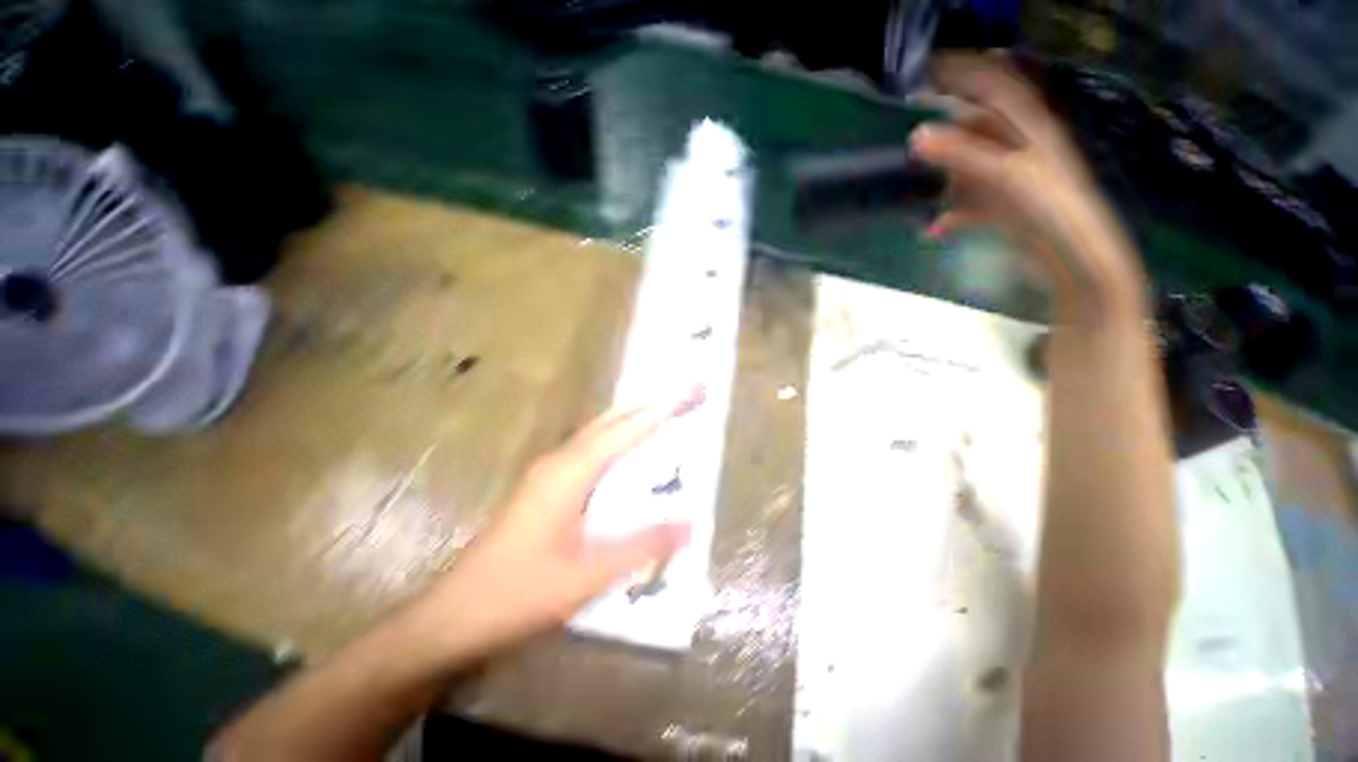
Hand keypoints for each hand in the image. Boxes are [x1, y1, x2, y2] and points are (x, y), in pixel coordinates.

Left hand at [412, 393, 698, 660]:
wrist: (452, 617)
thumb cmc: (517, 594)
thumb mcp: (586, 576)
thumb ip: (640, 547)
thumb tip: (691, 524)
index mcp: (570, 473)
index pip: (626, 430)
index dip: (662, 409)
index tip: (692, 390)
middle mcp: (560, 461)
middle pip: (613, 421)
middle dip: (652, 406)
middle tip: (687, 397)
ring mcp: (549, 472)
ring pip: (600, 432)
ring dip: (634, 419)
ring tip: (667, 413)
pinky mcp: (546, 486)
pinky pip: (591, 449)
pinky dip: (618, 439)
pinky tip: (629, 451)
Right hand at [910, 54, 1146, 312]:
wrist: (1075, 261)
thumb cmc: (1052, 211)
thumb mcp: (1007, 176)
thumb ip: (962, 155)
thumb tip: (915, 136)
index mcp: (1030, 126)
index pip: (993, 86)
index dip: (962, 74)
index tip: (924, 75)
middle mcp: (1021, 147)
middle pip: (975, 131)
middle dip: (944, 136)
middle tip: (912, 146)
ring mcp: (1012, 180)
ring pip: (968, 169)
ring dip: (944, 182)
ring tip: (920, 194)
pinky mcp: (1005, 209)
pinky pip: (970, 204)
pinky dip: (951, 216)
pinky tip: (935, 230)